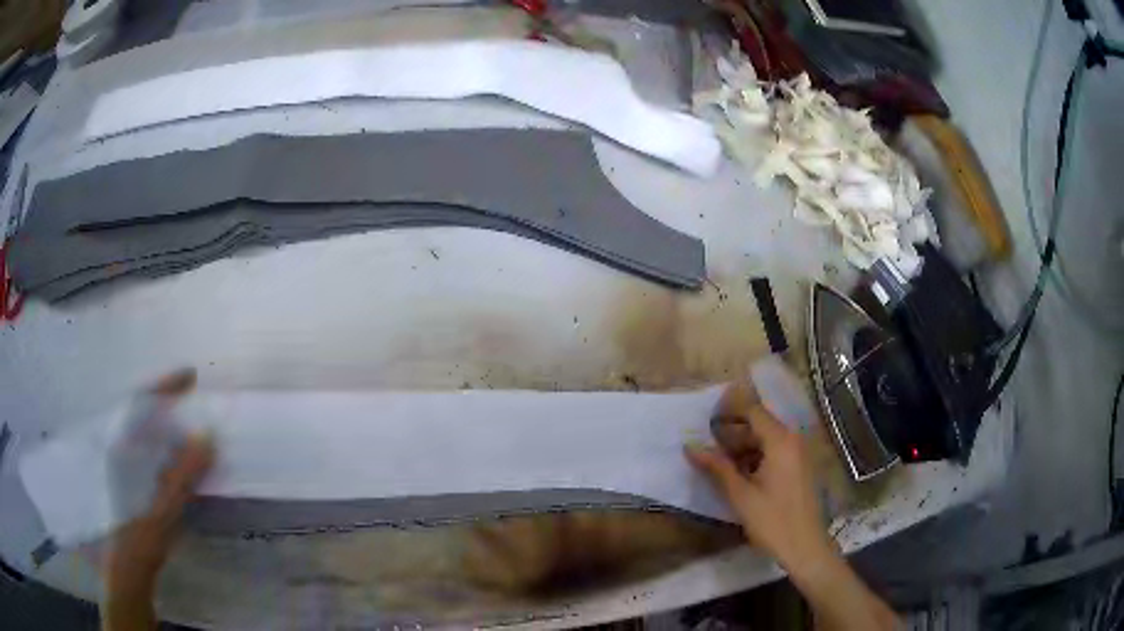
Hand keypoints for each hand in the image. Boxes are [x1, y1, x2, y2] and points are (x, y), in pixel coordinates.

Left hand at [103, 371, 213, 630]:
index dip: (166, 385)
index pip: (143, 401)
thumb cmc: (144, 531)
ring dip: (165, 422)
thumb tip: (208, 436)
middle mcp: (120, 446)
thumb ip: (185, 469)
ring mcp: (123, 462)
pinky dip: (163, 443)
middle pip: (142, 411)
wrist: (129, 562)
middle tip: (191, 398)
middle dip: (166, 401)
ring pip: (144, 430)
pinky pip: (146, 448)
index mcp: (124, 446)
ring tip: (187, 424)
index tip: (190, 376)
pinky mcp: (129, 477)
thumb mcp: (167, 502)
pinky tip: (176, 456)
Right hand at [686, 380, 899, 630]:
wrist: (805, 547)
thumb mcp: (740, 495)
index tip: (705, 418)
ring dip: (742, 446)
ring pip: (766, 439)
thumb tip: (690, 447)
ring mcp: (799, 453)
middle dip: (732, 432)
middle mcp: (793, 440)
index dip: (728, 410)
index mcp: (780, 441)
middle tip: (706, 444)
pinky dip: (756, 456)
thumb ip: (717, 467)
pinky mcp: (800, 467)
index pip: (753, 410)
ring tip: (718, 462)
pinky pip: (775, 451)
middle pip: (759, 424)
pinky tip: (739, 474)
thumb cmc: (772, 521)